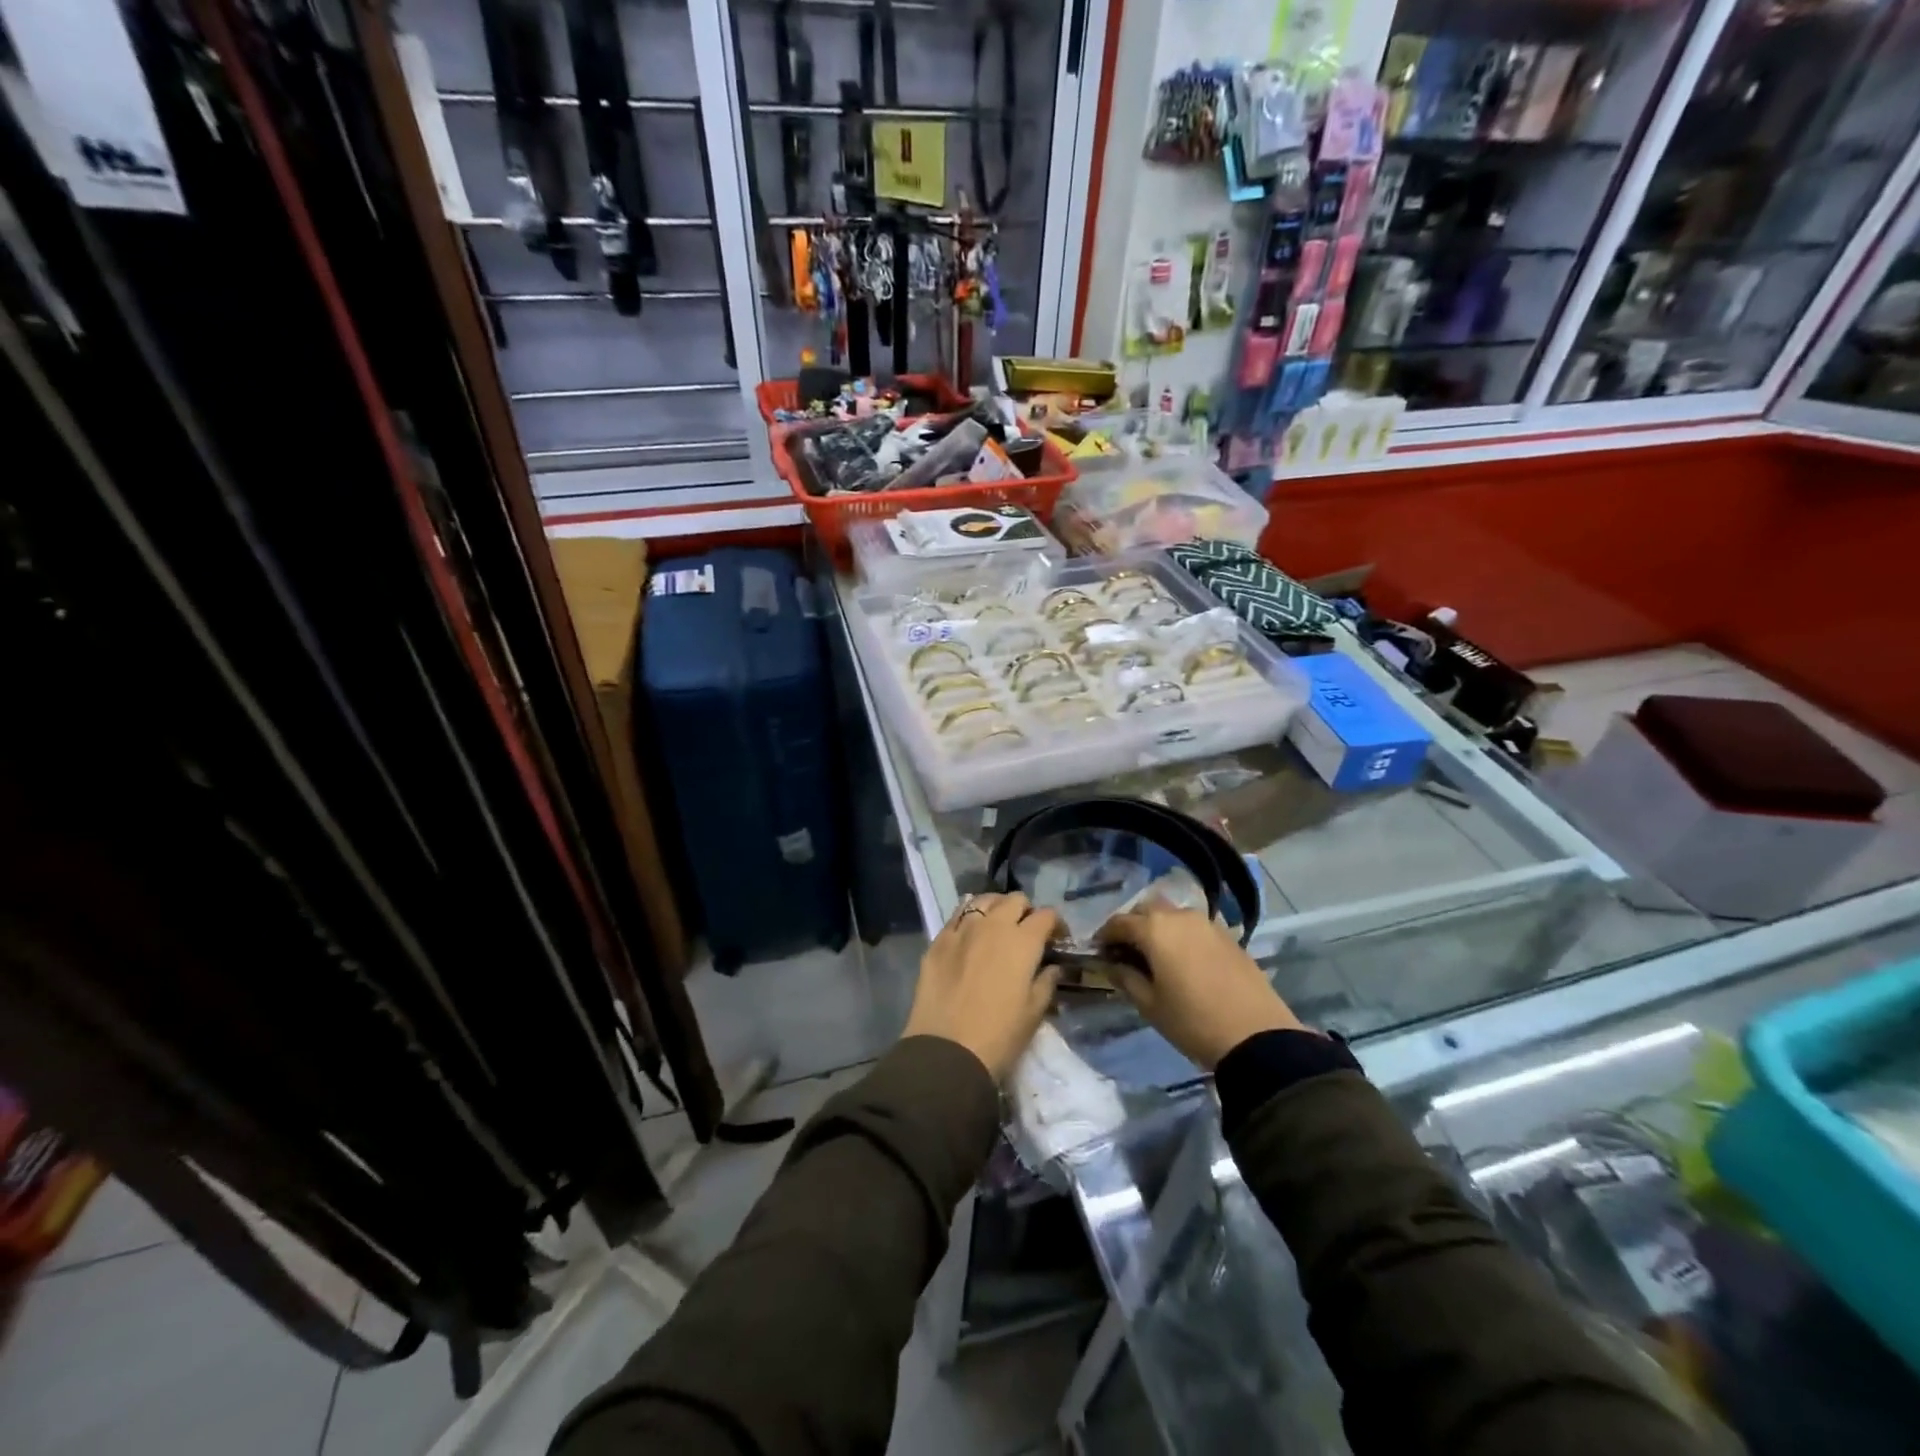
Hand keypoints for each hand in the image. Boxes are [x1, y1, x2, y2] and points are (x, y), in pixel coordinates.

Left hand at [903, 892, 1061, 1081]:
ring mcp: (962, 929)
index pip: (1046, 916)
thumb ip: (1046, 982)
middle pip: (1015, 900)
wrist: (947, 1051)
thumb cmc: (999, 1036)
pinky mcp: (938, 940)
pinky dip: (969, 918)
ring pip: (983, 900)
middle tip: (1027, 933)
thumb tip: (1053, 967)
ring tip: (997, 928)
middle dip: (1026, 911)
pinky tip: (970, 935)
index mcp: (1022, 941)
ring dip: (996, 908)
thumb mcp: (1034, 1013)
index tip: (1057, 940)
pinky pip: (957, 916)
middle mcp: (993, 925)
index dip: (1056, 925)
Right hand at [1099, 899, 1303, 1069]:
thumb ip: (1126, 978)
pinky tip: (1183, 960)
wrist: (1256, 1036)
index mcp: (1155, 929)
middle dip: (1132, 925)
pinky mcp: (1228, 935)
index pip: (1119, 922)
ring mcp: (1207, 923)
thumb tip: (1112, 964)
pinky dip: (1181, 935)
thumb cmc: (1193, 1021)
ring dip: (1158, 928)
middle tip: (1126, 951)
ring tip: (1156, 956)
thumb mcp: (1150, 1005)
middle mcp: (1179, 916)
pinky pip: (1194, 927)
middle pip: (1146, 909)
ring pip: (1173, 915)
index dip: (1105, 936)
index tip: (1099, 952)